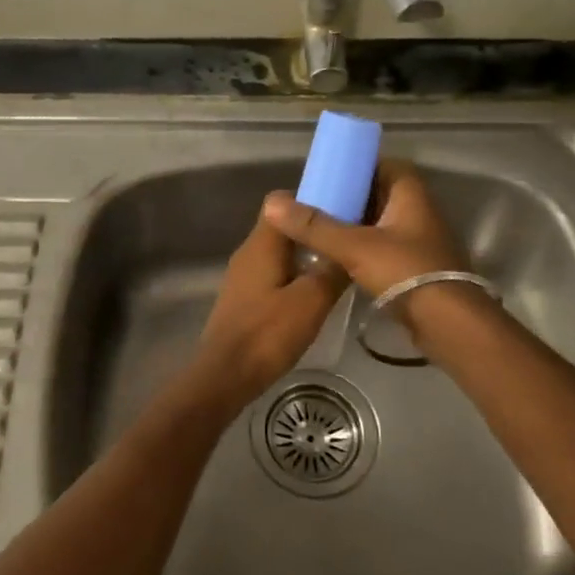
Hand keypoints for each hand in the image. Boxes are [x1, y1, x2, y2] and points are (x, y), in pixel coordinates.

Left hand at [189, 212, 346, 408]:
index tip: (343, 209)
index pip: (283, 201)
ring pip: (279, 252)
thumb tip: (350, 248)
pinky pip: (274, 274)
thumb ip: (332, 271)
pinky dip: (294, 276)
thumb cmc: (267, 333)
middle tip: (347, 239)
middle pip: (283, 227)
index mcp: (261, 243)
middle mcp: (249, 252)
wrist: (225, 375)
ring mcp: (243, 276)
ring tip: (339, 265)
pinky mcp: (245, 298)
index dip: (312, 200)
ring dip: (306, 255)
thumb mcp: (311, 301)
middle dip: (314, 229)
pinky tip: (315, 294)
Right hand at [261, 161, 467, 301]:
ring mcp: (420, 242)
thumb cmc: (405, 271)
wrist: (448, 323)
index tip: (330, 175)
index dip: (359, 166)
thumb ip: (314, 226)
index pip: (386, 165)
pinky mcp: (417, 269)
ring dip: (355, 226)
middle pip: (381, 195)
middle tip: (317, 203)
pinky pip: (385, 249)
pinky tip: (338, 259)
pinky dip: (364, 249)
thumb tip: (274, 203)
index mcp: (411, 195)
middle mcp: (420, 213)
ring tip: (320, 230)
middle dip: (350, 198)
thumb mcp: (354, 246)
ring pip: (382, 224)